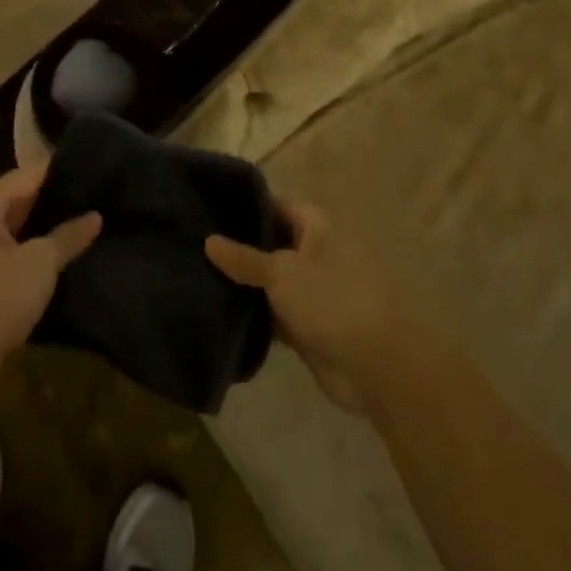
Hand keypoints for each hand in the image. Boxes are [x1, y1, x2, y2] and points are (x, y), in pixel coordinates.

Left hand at [0, 166, 100, 407]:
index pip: (32, 171)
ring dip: (50, 227)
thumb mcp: (39, 263)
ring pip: (21, 226)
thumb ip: (68, 235)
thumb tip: (95, 215)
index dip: (64, 169)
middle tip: (102, 193)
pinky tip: (69, 255)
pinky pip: (16, 252)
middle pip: (24, 196)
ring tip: (93, 221)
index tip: (99, 167)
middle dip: (59, 198)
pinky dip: (38, 251)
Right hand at [206, 200, 402, 414]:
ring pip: (270, 280)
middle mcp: (314, 252)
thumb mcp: (282, 272)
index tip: (208, 210)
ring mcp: (311, 290)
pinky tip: (218, 312)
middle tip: (194, 245)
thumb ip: (244, 258)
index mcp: (315, 226)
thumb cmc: (332, 300)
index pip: (275, 204)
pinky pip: (273, 313)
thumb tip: (209, 241)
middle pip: (270, 243)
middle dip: (238, 247)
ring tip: (196, 276)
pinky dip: (252, 314)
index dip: (244, 206)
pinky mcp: (307, 326)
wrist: (376, 366)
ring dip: (243, 283)